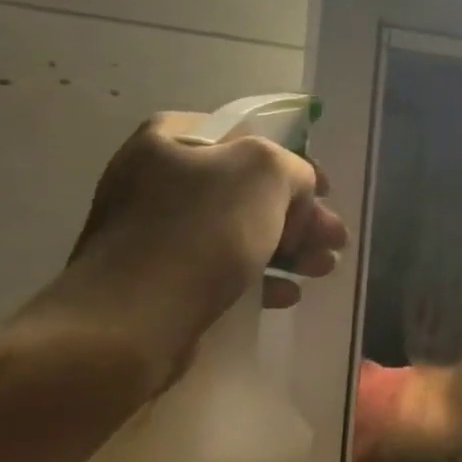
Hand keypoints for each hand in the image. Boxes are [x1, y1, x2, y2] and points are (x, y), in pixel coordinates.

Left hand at [38, 115, 348, 389]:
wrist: (127, 325)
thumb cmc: (200, 233)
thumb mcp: (265, 173)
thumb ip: (294, 167)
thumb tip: (297, 192)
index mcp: (170, 139)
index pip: (247, 136)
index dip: (293, 160)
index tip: (324, 191)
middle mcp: (155, 179)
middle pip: (247, 189)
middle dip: (298, 215)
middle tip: (334, 238)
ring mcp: (151, 233)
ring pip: (237, 231)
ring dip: (287, 249)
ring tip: (323, 269)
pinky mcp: (155, 281)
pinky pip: (216, 269)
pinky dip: (255, 277)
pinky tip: (285, 295)